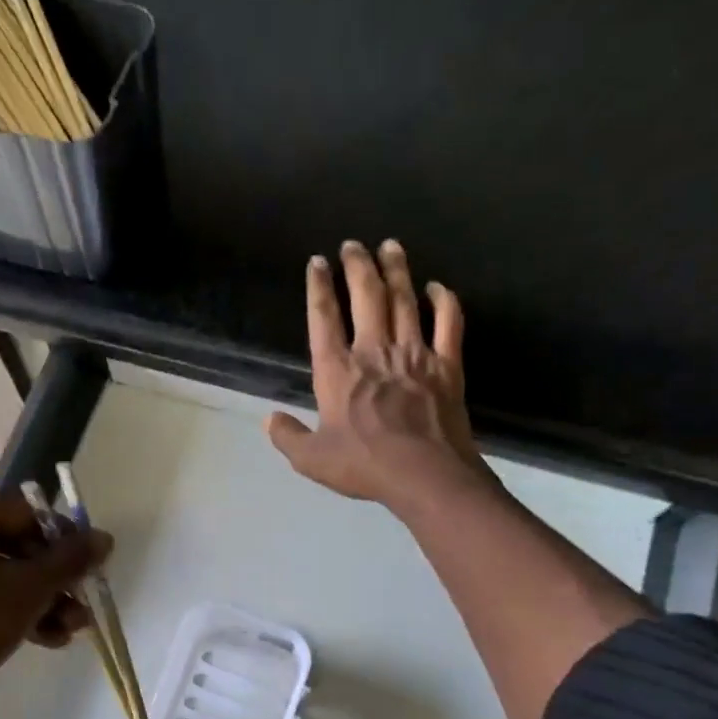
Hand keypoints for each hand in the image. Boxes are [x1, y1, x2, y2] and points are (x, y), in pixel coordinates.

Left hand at [0, 489, 110, 707]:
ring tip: (68, 632)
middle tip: (80, 610)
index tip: (89, 573)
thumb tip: (104, 537)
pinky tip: (42, 639)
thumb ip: (69, 561)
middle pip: (13, 546)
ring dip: (38, 601)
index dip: (65, 544)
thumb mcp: (27, 590)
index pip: (27, 515)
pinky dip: (8, 610)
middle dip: (53, 583)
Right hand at [266, 239, 492, 514]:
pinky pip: (448, 323)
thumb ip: (287, 437)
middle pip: (366, 297)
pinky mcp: (446, 365)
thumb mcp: (311, 459)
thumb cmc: (363, 465)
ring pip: (405, 300)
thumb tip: (269, 419)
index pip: (323, 319)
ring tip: (390, 247)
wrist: (424, 474)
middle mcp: (374, 352)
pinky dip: (444, 301)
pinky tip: (438, 287)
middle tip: (353, 244)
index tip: (317, 263)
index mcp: (337, 372)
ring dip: (397, 270)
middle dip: (358, 266)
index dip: (318, 287)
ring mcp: (414, 354)